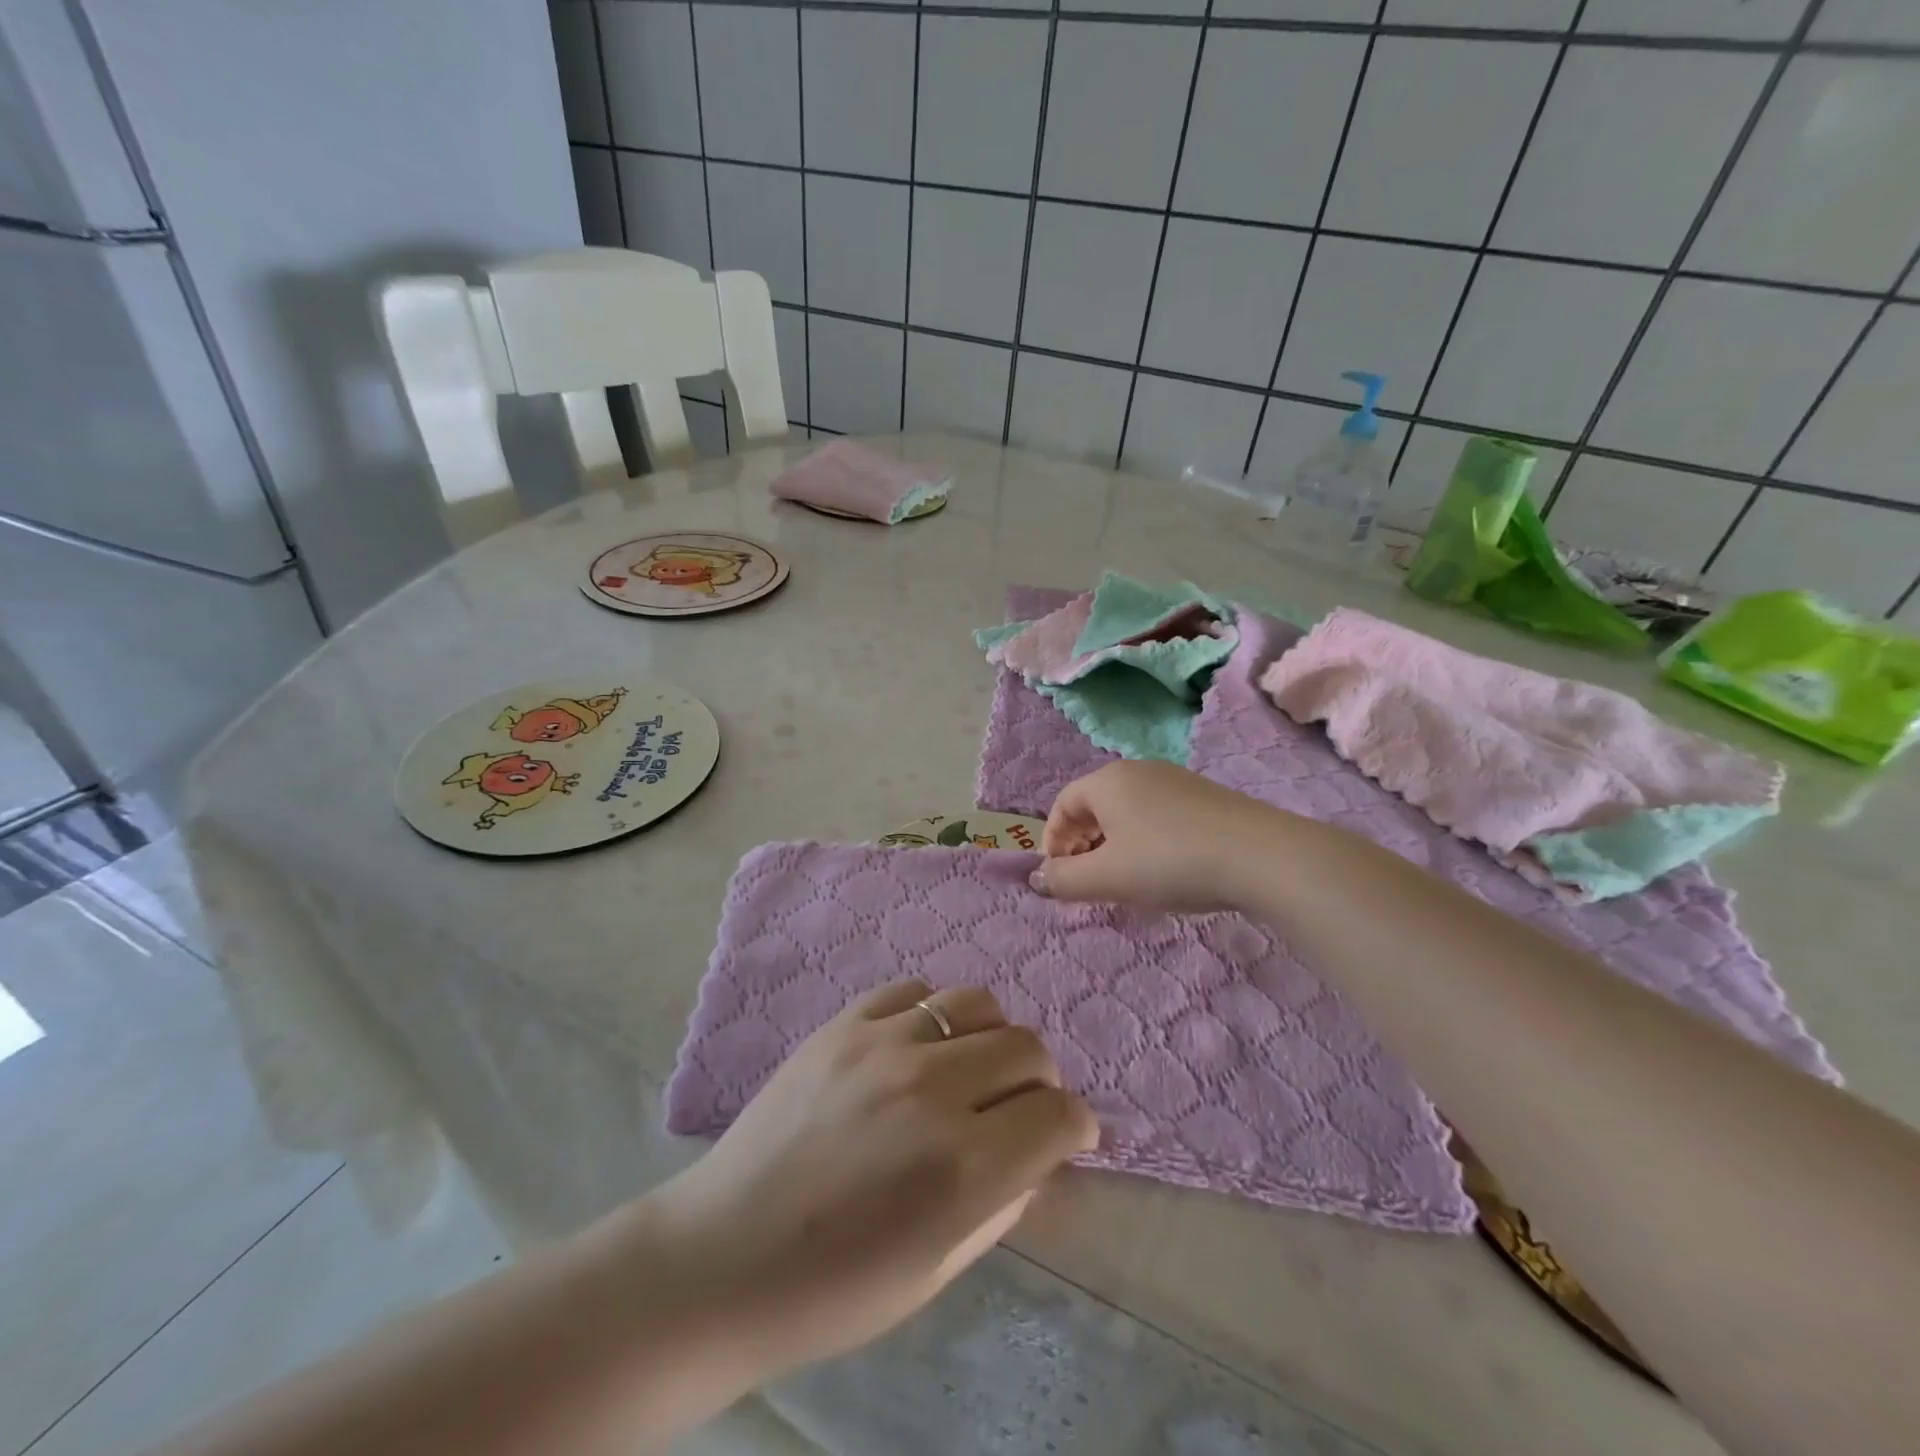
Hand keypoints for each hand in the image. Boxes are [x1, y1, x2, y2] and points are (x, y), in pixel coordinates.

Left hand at [645, 979, 1097, 1383]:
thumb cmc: (834, 1287)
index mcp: (962, 1168)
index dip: (1076, 1126)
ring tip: (970, 1068)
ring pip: (978, 1003)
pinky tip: (917, 1048)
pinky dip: (933, 1016)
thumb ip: (1004, 1200)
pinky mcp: (844, 1022)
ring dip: (992, 1037)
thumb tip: (1040, 1152)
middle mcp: (931, 1089)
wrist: (723, 1254)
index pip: (1059, 1115)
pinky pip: (916, 991)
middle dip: (1040, 1082)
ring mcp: (883, 1044)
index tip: (1067, 1135)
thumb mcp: (938, 1268)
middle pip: (1028, 1048)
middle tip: (1019, 1108)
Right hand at [1031, 760, 1290, 912]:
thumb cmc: (1170, 861)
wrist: (1261, 856)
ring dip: (1113, 842)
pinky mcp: (1204, 796)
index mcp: (1107, 781)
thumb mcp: (1108, 878)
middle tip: (1087, 878)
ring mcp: (1175, 779)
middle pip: (1094, 804)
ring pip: (1127, 810)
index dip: (1053, 841)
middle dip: (1082, 842)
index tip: (1058, 877)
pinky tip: (1164, 867)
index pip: (1062, 804)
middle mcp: (1138, 770)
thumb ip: (1065, 879)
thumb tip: (1038, 878)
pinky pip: (1157, 813)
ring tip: (1124, 877)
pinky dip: (1145, 838)